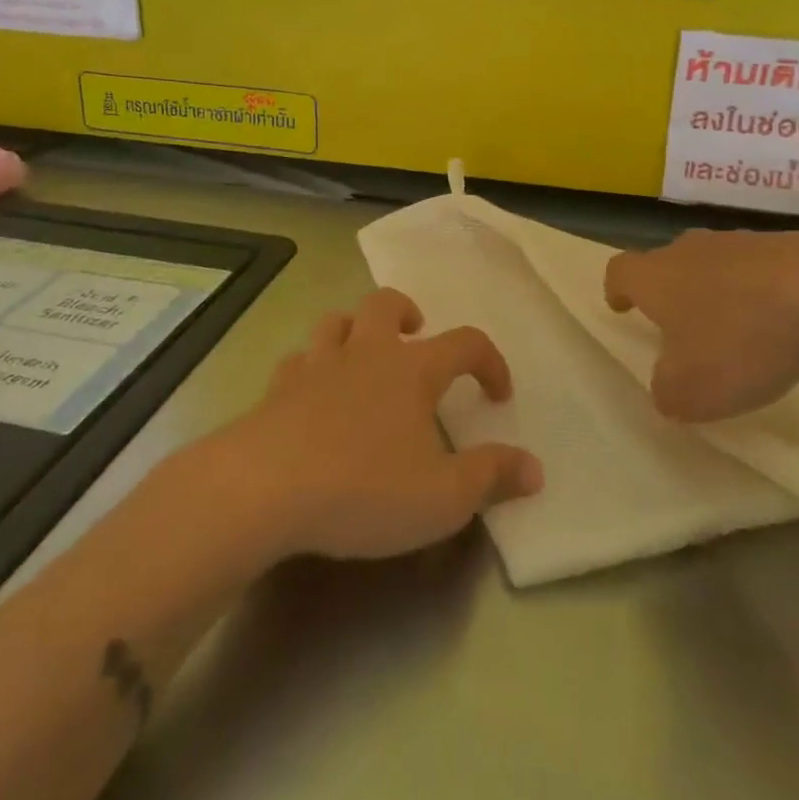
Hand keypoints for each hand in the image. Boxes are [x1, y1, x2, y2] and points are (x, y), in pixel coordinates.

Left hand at [232, 289, 542, 560]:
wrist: (263, 489)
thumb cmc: (364, 488)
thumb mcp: (442, 497)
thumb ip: (491, 477)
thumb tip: (535, 468)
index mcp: (412, 369)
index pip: (465, 343)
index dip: (489, 361)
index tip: (498, 393)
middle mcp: (365, 353)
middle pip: (386, 303)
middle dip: (406, 312)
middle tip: (416, 336)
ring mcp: (316, 366)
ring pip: (336, 322)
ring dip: (355, 330)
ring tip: (365, 357)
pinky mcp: (276, 389)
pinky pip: (297, 361)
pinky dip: (311, 368)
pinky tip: (312, 395)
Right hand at [604, 228, 798, 422]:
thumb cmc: (738, 340)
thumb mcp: (689, 391)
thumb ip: (666, 392)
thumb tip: (667, 386)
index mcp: (655, 277)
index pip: (620, 271)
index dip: (617, 289)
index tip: (621, 305)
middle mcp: (689, 250)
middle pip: (667, 263)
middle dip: (670, 292)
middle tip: (681, 326)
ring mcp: (740, 243)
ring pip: (714, 265)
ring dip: (718, 293)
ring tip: (737, 331)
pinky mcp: (787, 246)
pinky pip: (759, 271)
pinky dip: (761, 294)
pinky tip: (782, 325)